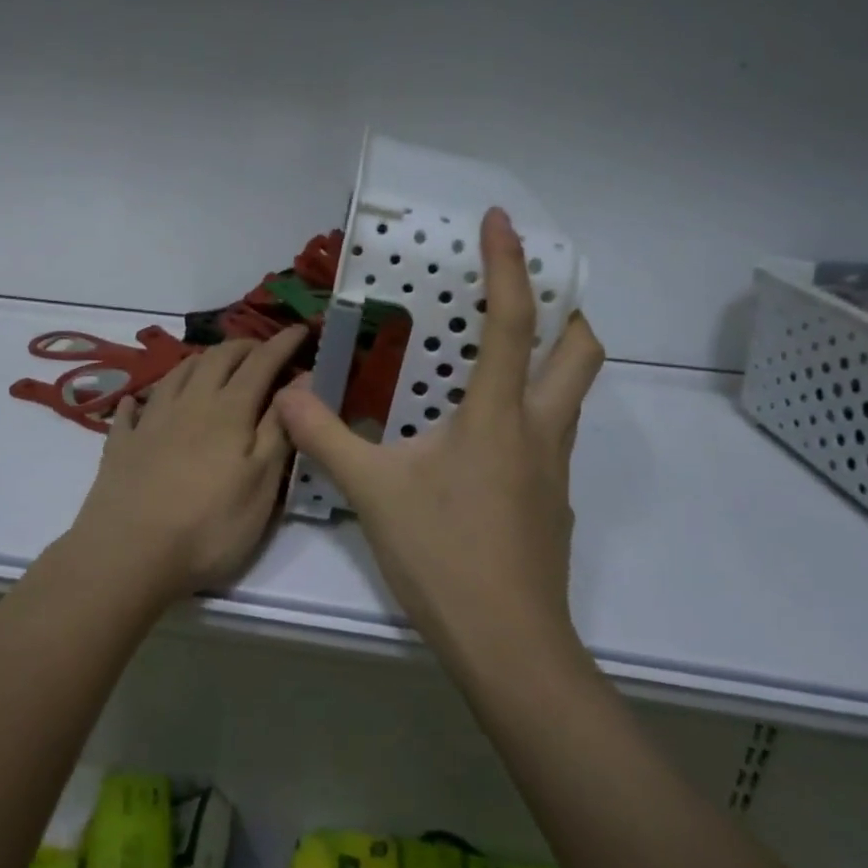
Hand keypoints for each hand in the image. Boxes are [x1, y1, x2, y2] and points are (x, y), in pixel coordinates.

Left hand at [66, 325, 309, 602]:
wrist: (128, 553)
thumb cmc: (208, 525)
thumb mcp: (261, 485)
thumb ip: (279, 430)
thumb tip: (300, 383)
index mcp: (229, 411)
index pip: (261, 364)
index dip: (282, 345)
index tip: (300, 330)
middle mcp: (189, 403)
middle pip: (217, 359)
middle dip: (243, 347)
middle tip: (260, 349)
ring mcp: (151, 421)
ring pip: (177, 373)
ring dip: (200, 361)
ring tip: (212, 363)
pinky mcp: (121, 444)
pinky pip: (132, 409)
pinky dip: (142, 398)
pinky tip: (140, 401)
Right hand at [274, 208, 604, 648]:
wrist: (509, 647)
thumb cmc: (444, 556)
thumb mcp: (373, 491)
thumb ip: (325, 437)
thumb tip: (287, 393)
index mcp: (498, 415)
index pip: (513, 322)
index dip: (510, 263)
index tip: (500, 220)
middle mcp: (538, 431)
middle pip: (580, 352)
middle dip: (565, 311)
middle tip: (523, 296)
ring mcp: (552, 469)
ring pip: (569, 395)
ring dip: (547, 360)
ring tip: (492, 358)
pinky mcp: (550, 501)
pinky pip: (546, 435)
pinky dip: (525, 411)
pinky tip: (478, 438)